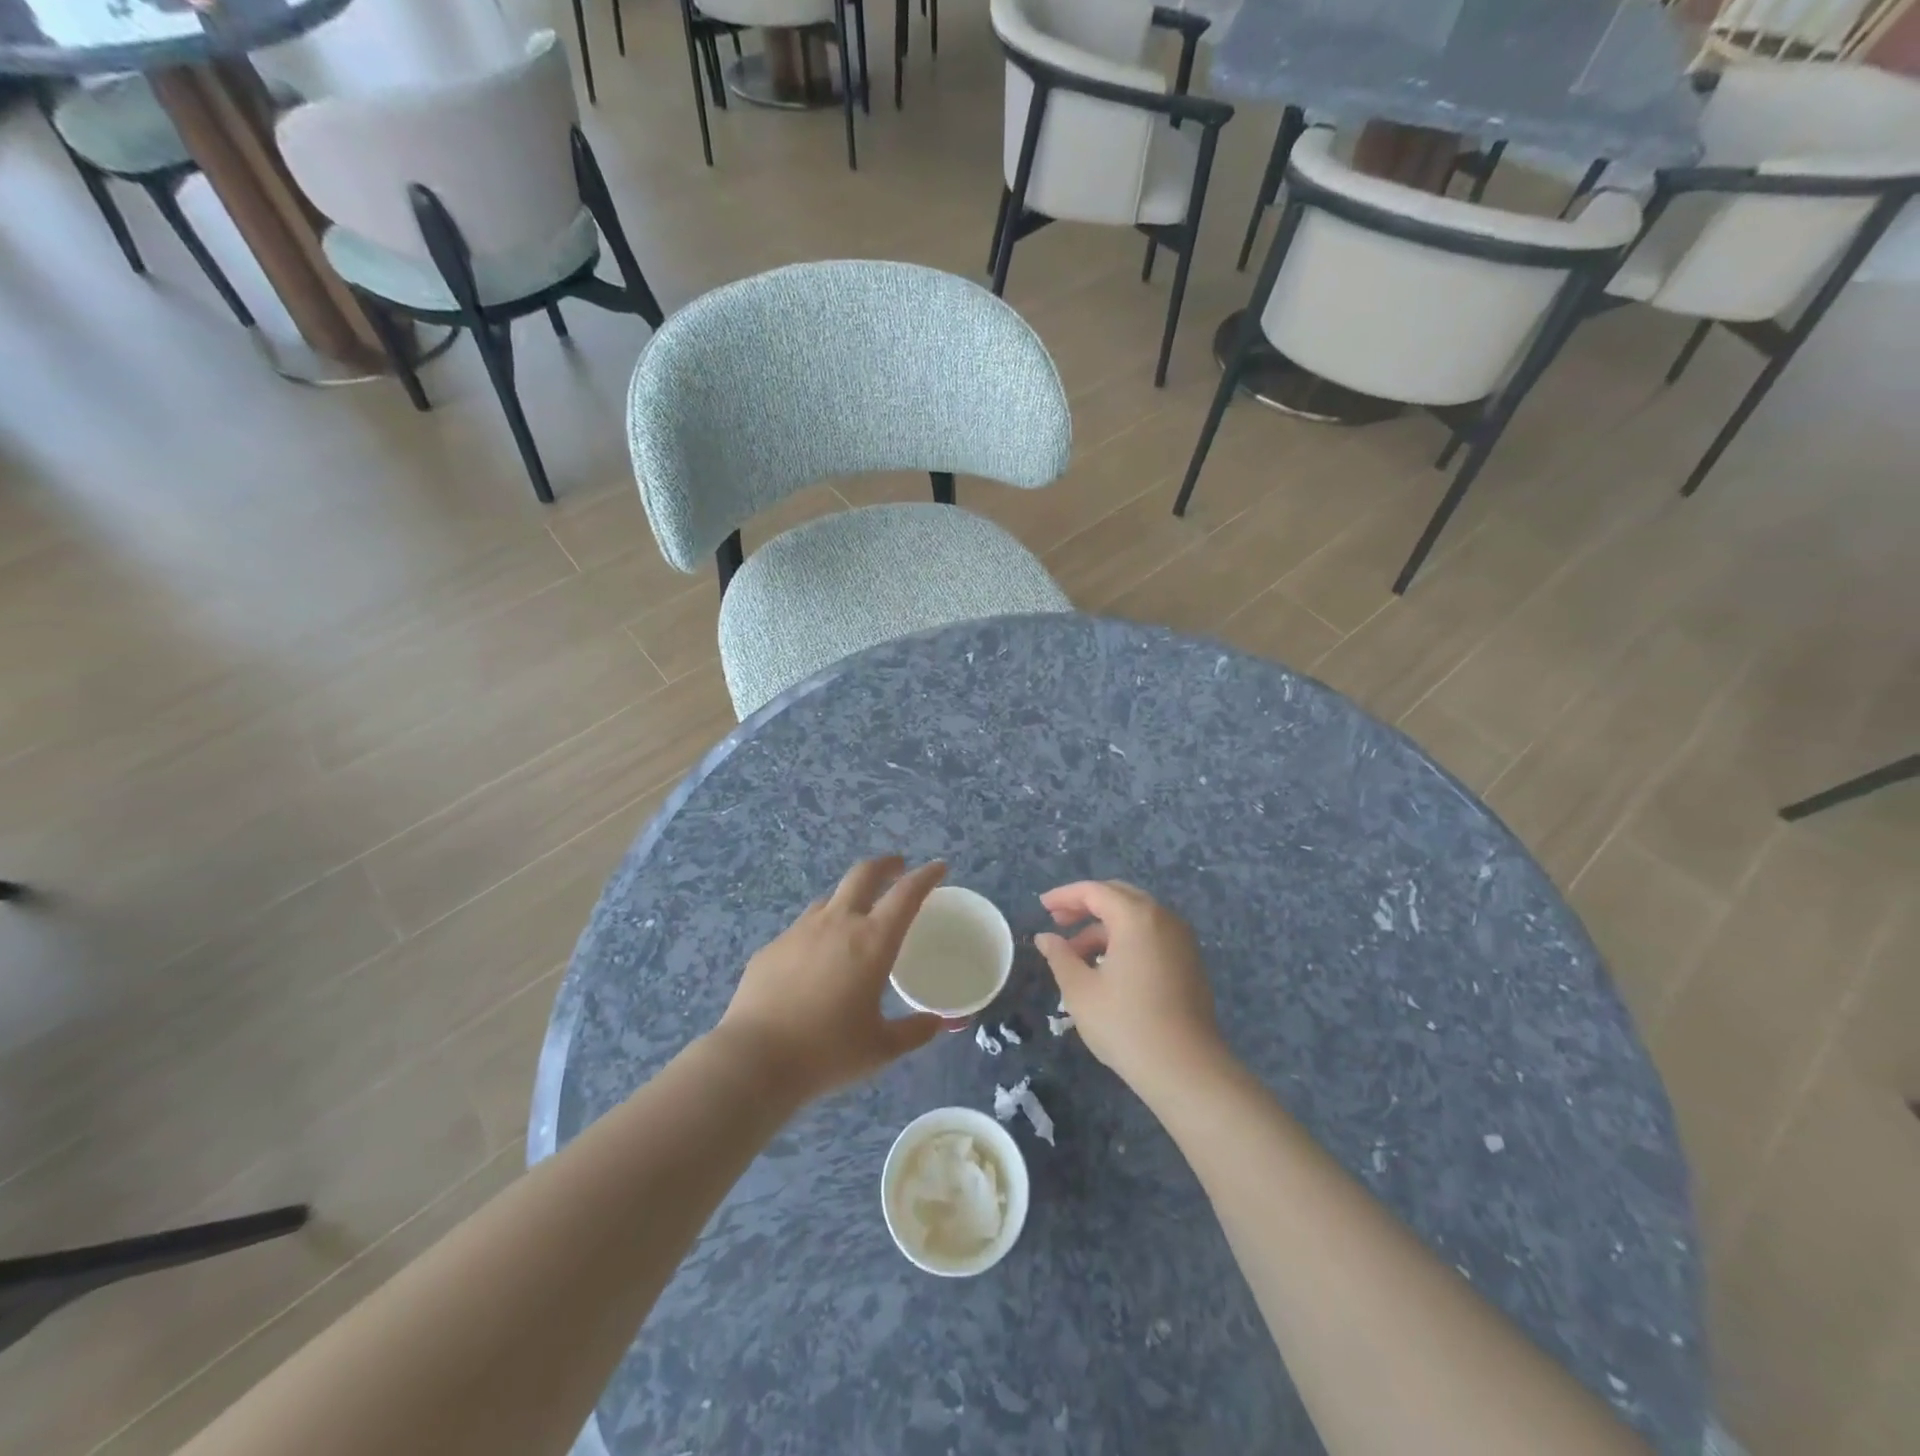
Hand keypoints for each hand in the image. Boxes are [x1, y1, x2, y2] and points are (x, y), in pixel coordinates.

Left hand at [715, 857, 950, 1102]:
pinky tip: (814, 960)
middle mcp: (837, 924)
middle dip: (885, 865)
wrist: (754, 1060)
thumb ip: (913, 1032)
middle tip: (897, 867)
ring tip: (855, 916)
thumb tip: (937, 1024)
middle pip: (863, 874)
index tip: (939, 866)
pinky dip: (818, 932)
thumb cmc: (827, 1052)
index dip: (926, 876)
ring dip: (849, 898)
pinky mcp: (771, 948)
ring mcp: (799, 931)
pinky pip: (801, 929)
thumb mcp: (880, 1048)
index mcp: (872, 941)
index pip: (906, 894)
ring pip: (829, 898)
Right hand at [1034, 880, 1225, 1094]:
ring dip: (1104, 927)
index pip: (1095, 891)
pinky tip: (1107, 967)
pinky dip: (1126, 939)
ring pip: (1136, 917)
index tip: (1042, 907)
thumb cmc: (1126, 1025)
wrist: (1186, 1069)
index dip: (1065, 896)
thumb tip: (1045, 938)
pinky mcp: (1190, 961)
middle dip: (1086, 906)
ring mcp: (1182, 940)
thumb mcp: (1081, 990)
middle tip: (1058, 922)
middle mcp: (1163, 918)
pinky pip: (1152, 935)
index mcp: (1136, 917)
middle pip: (1119, 896)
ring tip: (1077, 954)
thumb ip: (1060, 956)